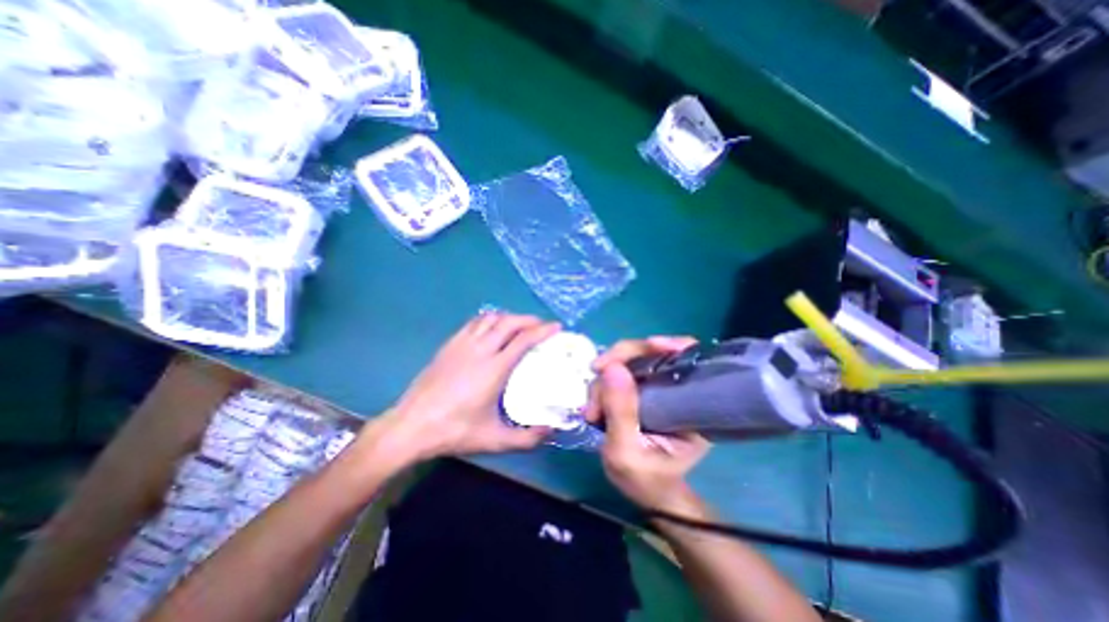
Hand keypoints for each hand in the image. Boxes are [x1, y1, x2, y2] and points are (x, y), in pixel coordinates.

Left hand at [374, 311, 564, 461]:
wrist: (411, 426)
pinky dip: (490, 320)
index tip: (556, 327)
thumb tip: (551, 430)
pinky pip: (474, 323)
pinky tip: (492, 329)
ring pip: (491, 318)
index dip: (543, 330)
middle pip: (509, 322)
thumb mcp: (494, 440)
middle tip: (541, 325)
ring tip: (519, 325)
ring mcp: (462, 344)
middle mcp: (480, 350)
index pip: (524, 340)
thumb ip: (527, 438)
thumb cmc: (454, 431)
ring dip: (509, 317)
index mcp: (494, 369)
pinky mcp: (449, 345)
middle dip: (529, 319)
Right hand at [588, 338, 709, 513]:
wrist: (650, 493)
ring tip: (593, 413)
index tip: (618, 361)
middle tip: (594, 400)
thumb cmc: (646, 480)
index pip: (678, 356)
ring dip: (603, 382)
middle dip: (614, 368)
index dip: (651, 347)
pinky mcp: (642, 390)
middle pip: (646, 353)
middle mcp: (676, 387)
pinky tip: (595, 406)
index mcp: (689, 402)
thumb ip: (621, 412)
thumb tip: (611, 367)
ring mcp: (657, 386)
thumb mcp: (627, 453)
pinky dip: (603, 385)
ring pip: (627, 363)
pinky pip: (619, 374)